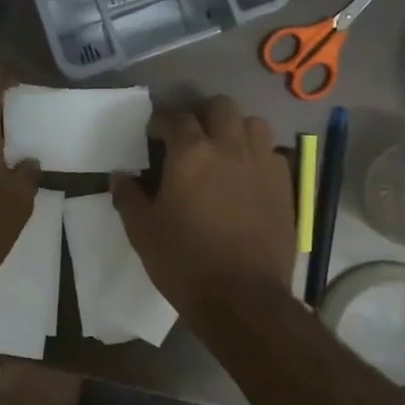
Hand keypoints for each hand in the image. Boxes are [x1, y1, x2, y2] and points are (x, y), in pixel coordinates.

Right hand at [112, 97, 293, 315]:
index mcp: (191, 154)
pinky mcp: (284, 185)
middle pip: (220, 106)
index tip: (153, 135)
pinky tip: (246, 175)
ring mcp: (262, 164)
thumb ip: (128, 196)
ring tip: (222, 150)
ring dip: (234, 128)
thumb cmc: (183, 261)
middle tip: (189, 138)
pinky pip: (272, 152)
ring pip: (252, 123)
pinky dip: (257, 154)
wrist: (242, 298)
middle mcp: (230, 148)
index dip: (161, 121)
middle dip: (201, 115)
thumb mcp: (142, 231)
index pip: (175, 117)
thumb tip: (119, 176)